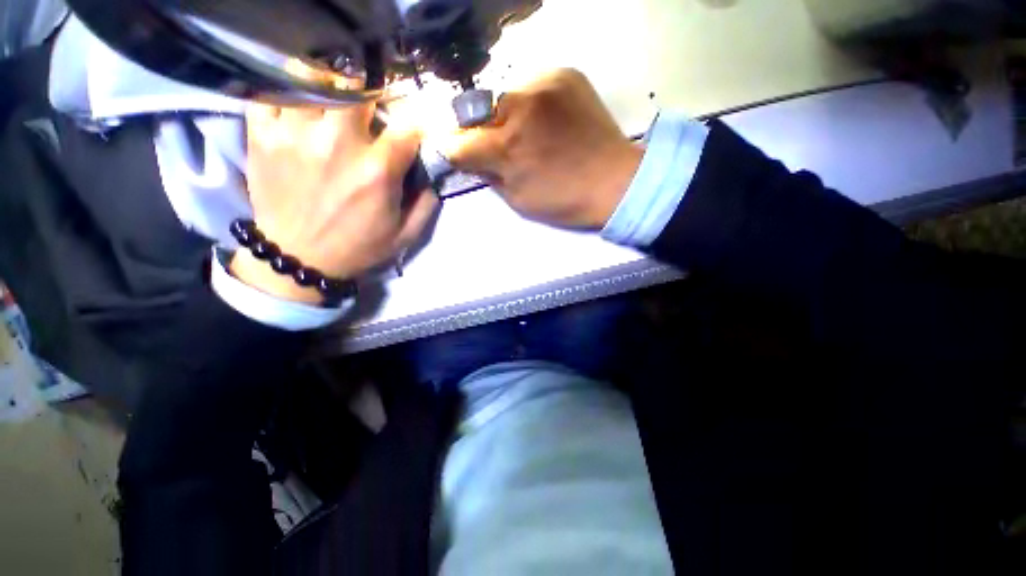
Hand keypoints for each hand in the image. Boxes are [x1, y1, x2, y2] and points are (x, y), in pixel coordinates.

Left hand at [234, 103, 438, 303]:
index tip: (409, 133)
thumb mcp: (405, 236)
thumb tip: (434, 174)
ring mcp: (294, 134)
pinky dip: (286, 93)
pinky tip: (298, 110)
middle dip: (370, 98)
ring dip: (330, 92)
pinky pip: (272, 93)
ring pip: (314, 82)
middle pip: (358, 90)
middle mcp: (338, 145)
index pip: (406, 126)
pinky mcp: (262, 135)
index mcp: (377, 171)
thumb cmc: (357, 247)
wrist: (297, 259)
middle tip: (368, 114)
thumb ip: (426, 205)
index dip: (413, 125)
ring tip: (333, 108)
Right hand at [440, 69, 642, 229]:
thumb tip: (473, 159)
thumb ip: (490, 176)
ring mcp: (544, 84)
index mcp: (507, 146)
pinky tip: (551, 122)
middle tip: (506, 149)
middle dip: (486, 133)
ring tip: (533, 135)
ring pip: (507, 98)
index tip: (463, 156)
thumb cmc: (564, 200)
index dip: (457, 151)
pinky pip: (533, 88)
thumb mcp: (518, 201)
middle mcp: (520, 106)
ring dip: (510, 118)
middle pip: (481, 113)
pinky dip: (534, 105)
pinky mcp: (565, 74)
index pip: (459, 142)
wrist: (615, 181)